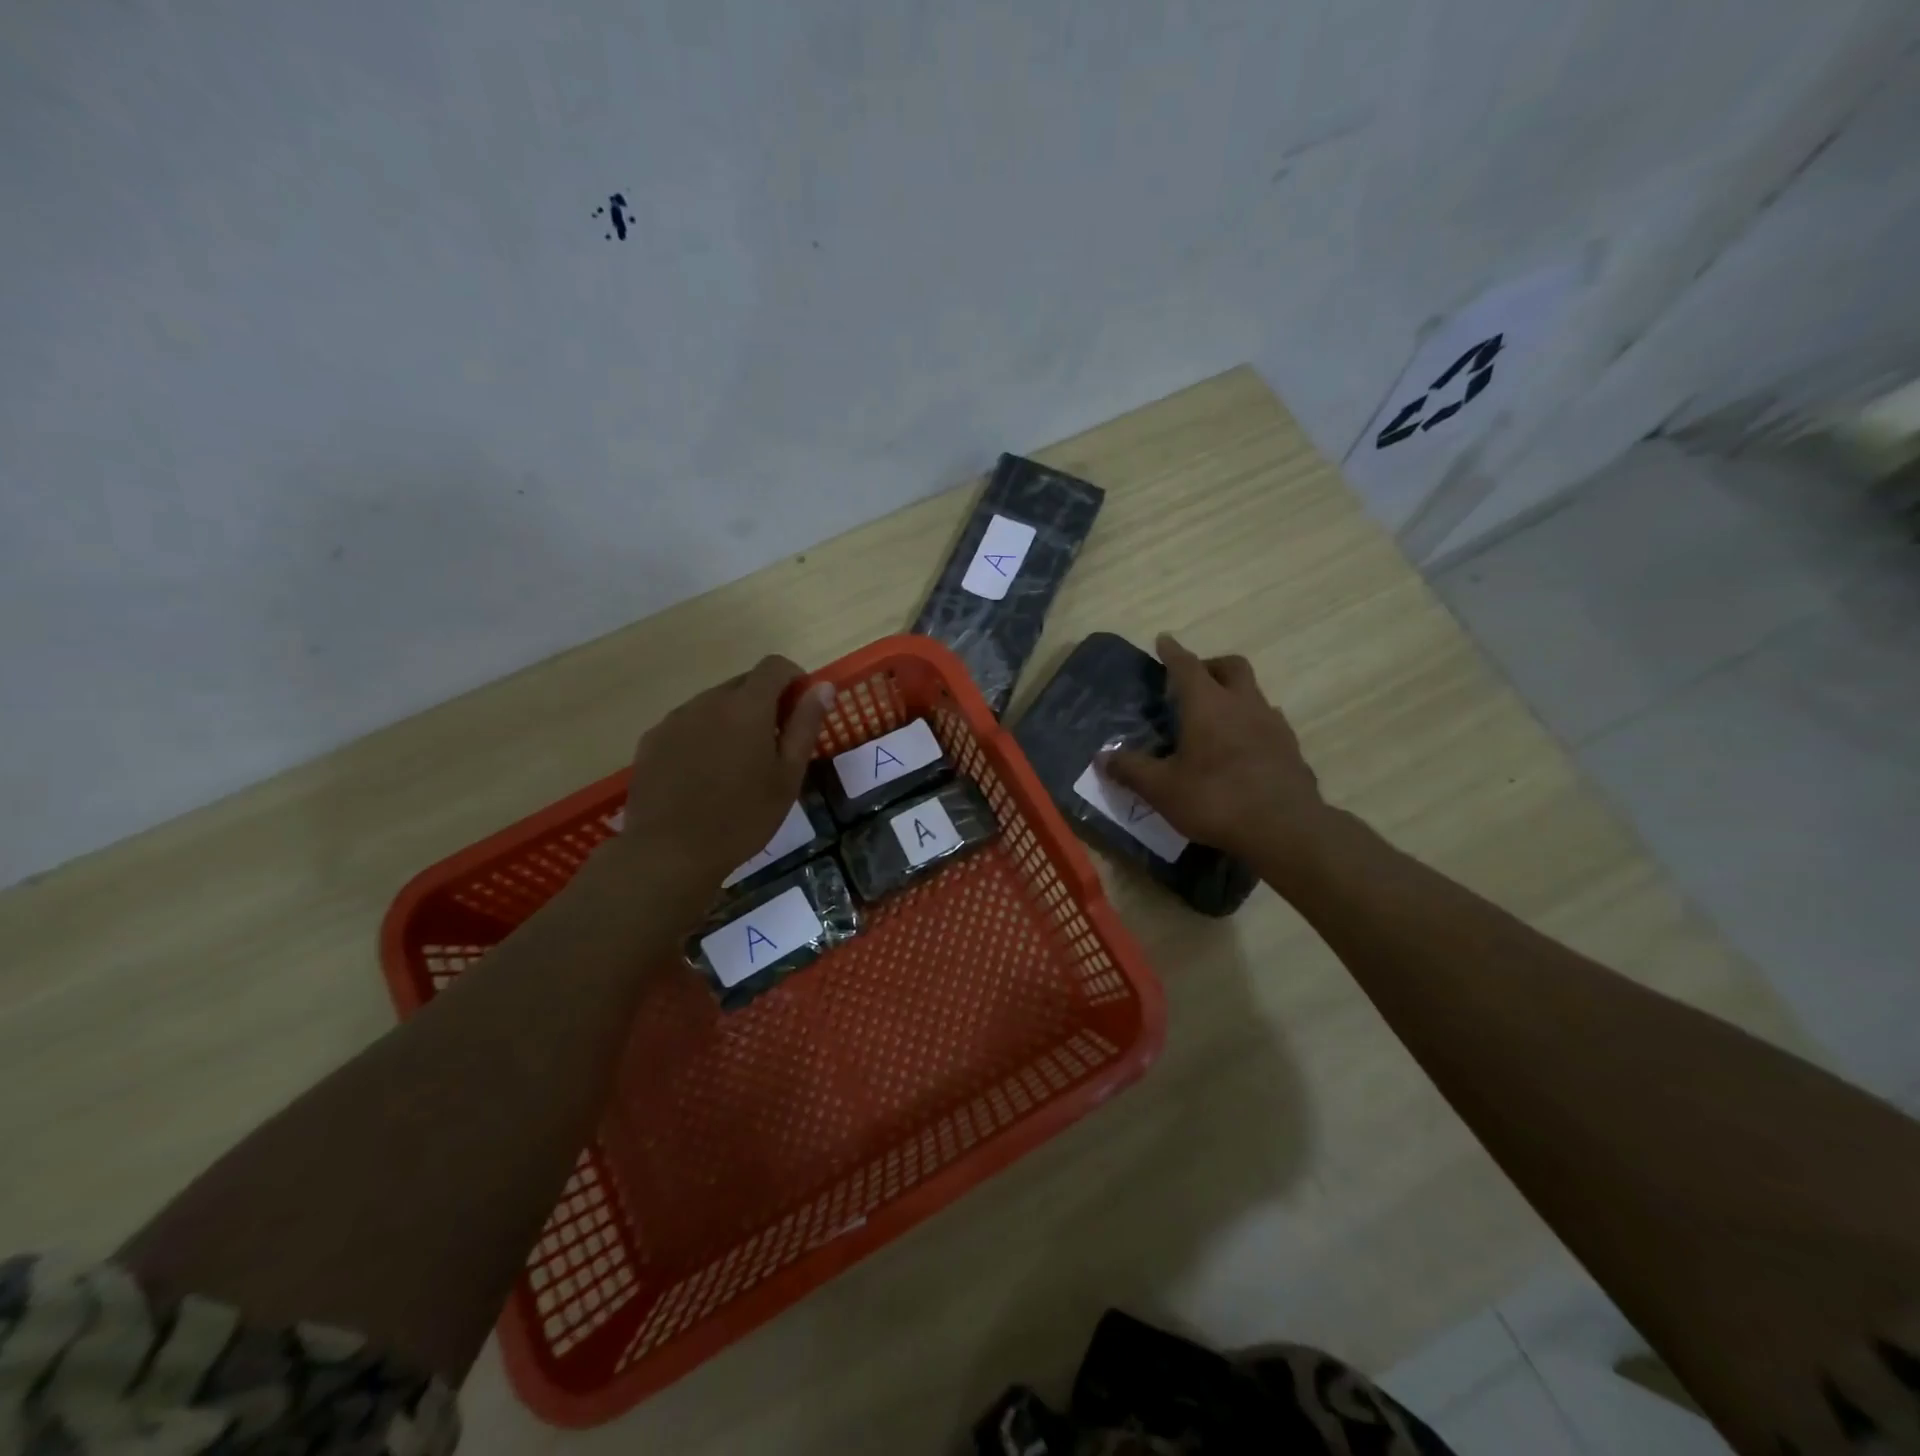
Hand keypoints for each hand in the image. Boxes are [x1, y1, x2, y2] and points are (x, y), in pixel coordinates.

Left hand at [612, 655, 834, 895]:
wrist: (669, 852)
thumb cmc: (742, 817)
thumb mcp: (787, 776)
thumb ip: (805, 725)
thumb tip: (823, 686)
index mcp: (747, 706)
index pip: (774, 666)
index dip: (793, 679)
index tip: (801, 709)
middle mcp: (708, 701)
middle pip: (743, 683)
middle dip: (764, 702)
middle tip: (772, 746)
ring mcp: (675, 718)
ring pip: (714, 703)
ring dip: (732, 719)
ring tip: (736, 765)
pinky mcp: (652, 739)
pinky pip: (687, 723)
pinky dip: (703, 735)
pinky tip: (703, 775)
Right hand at [1102, 634, 1331, 868]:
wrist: (1285, 829)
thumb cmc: (1215, 799)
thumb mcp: (1161, 789)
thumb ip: (1131, 769)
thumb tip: (1102, 757)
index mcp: (1208, 705)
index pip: (1187, 665)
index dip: (1172, 652)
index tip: (1163, 641)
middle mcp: (1243, 704)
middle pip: (1231, 667)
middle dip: (1210, 665)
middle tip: (1193, 680)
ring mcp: (1273, 724)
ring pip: (1254, 694)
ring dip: (1234, 695)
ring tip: (1216, 718)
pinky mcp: (1291, 748)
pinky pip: (1269, 722)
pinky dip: (1251, 724)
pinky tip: (1242, 748)